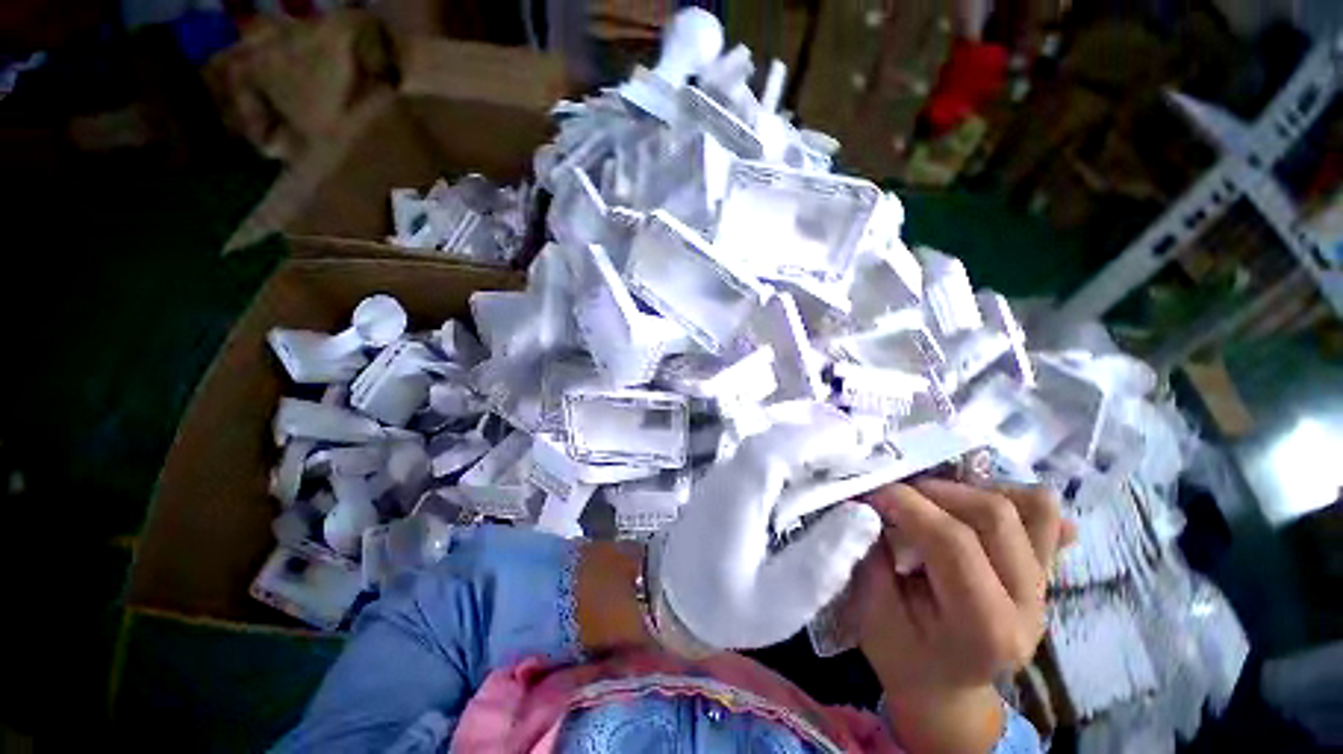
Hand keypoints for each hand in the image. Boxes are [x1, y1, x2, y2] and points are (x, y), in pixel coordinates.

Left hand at [657, 403, 882, 650]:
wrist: (672, 598)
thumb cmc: (723, 606)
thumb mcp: (781, 600)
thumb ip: (824, 558)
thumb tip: (866, 513)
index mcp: (740, 494)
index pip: (780, 448)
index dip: (821, 438)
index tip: (864, 443)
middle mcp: (730, 471)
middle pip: (777, 437)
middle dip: (822, 437)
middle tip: (865, 451)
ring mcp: (725, 471)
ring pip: (769, 441)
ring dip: (808, 443)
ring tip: (846, 459)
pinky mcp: (727, 478)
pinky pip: (763, 454)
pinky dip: (792, 454)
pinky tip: (811, 473)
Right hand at [853, 480, 1072, 752]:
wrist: (943, 686)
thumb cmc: (901, 653)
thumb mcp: (872, 610)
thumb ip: (872, 554)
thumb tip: (873, 503)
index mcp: (986, 628)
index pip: (953, 542)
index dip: (907, 504)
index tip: (871, 492)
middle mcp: (1029, 605)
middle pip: (996, 514)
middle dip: (935, 490)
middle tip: (897, 494)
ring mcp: (1046, 587)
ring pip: (1029, 507)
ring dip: (971, 489)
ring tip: (932, 498)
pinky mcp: (1045, 572)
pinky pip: (1043, 517)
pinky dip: (1011, 496)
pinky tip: (973, 503)